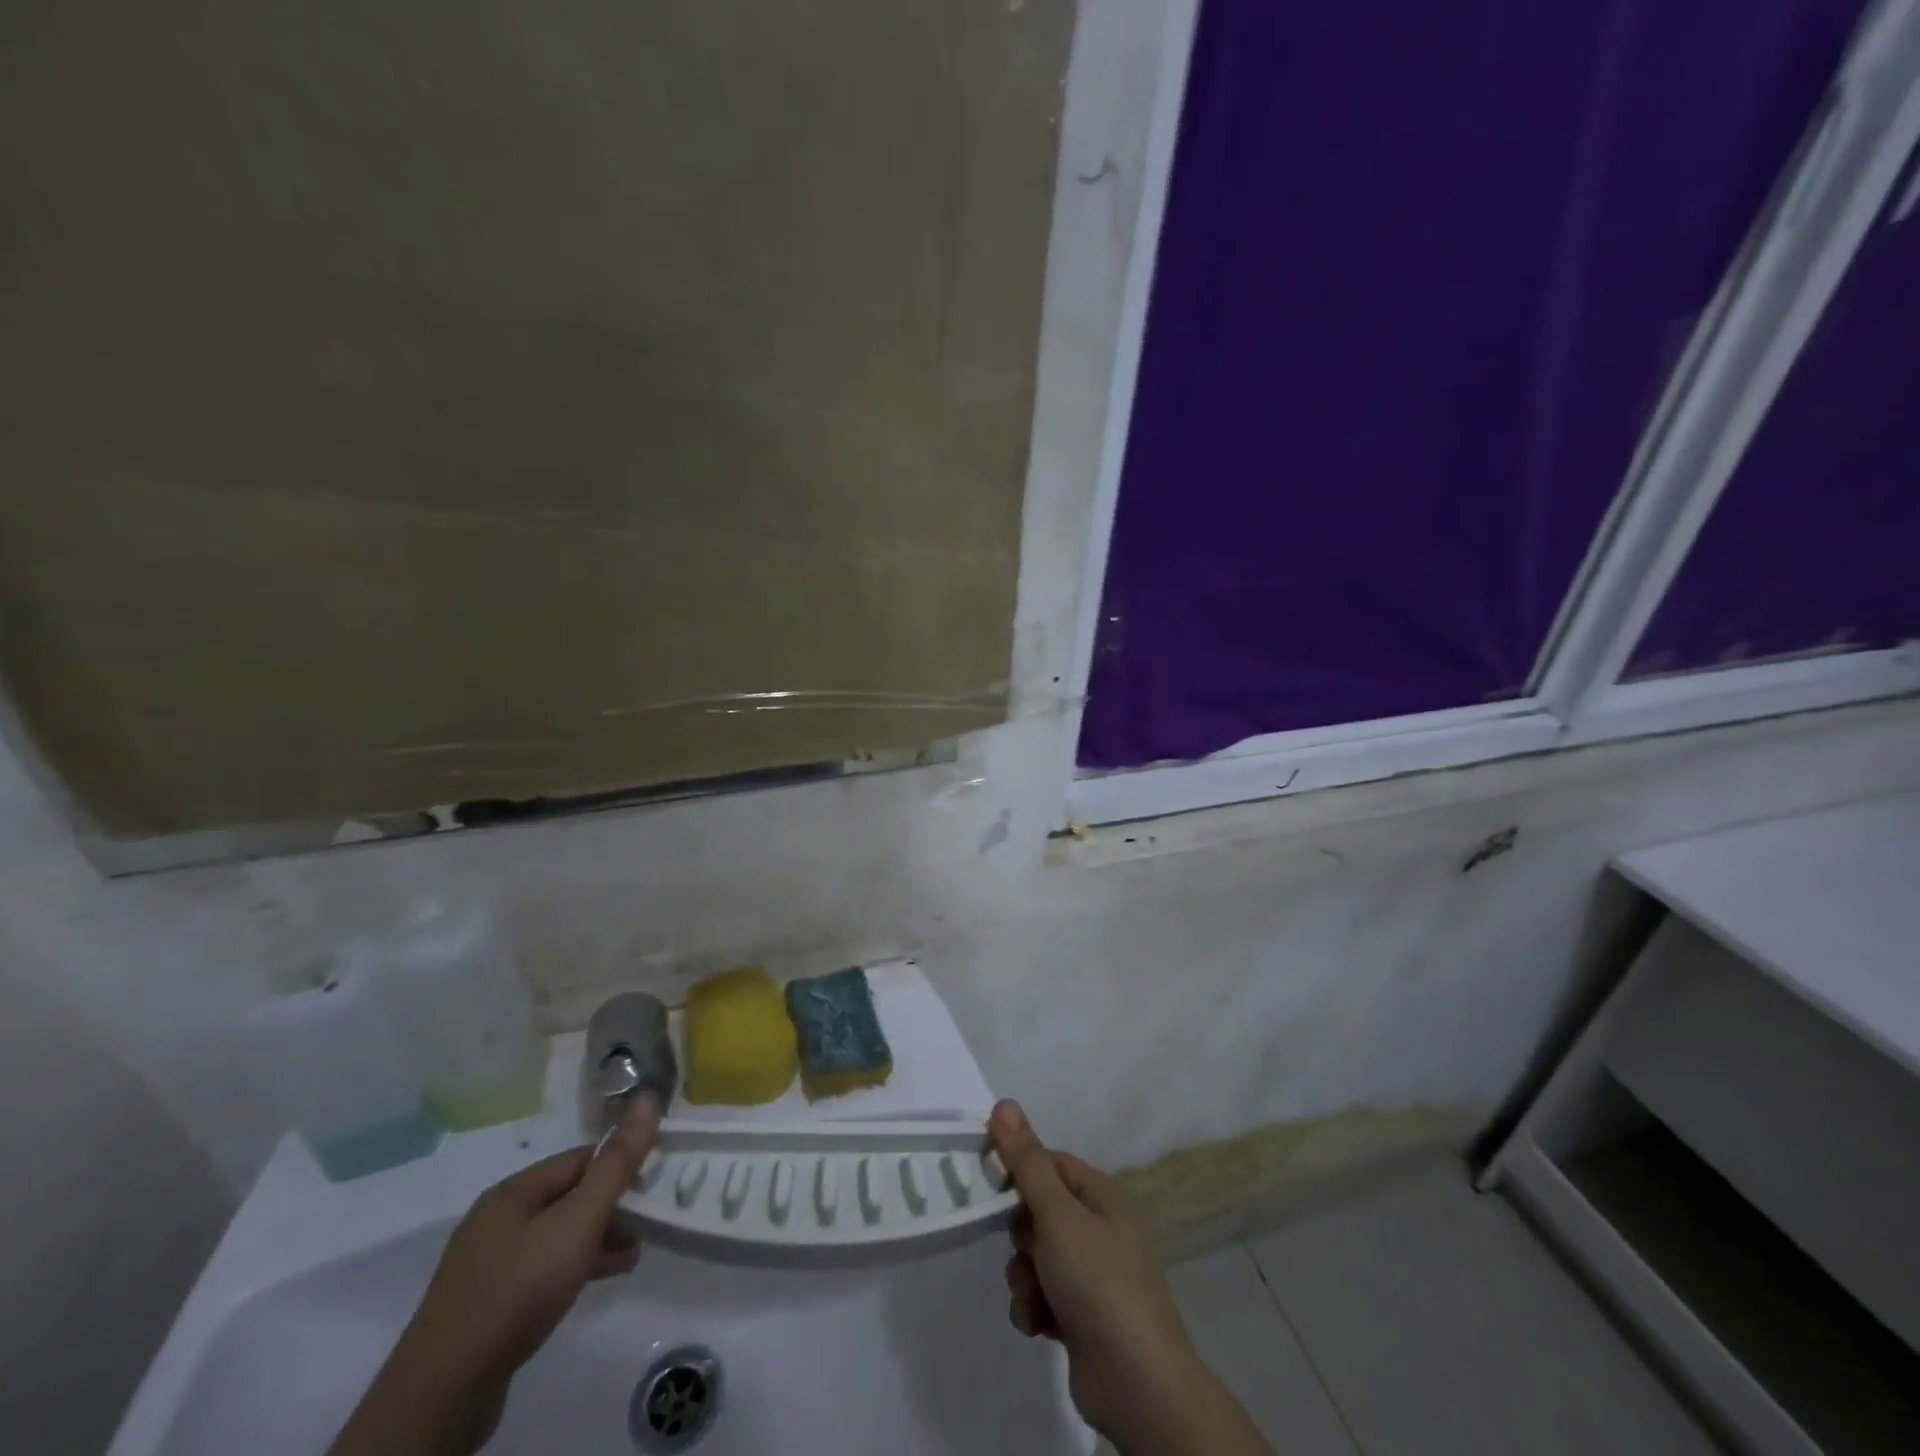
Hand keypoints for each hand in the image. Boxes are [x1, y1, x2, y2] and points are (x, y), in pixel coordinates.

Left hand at [408, 1093, 662, 1381]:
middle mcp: (497, 1217)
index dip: (621, 1165)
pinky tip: (597, 1281)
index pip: (582, 1158)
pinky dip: (574, 1267)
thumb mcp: (579, 1221)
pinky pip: (542, 1268)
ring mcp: (488, 1263)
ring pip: (558, 1235)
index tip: (654, 1185)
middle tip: (647, 1225)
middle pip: (570, 1195)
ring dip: (598, 1239)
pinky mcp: (487, 1303)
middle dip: (613, 1207)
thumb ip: (618, 1163)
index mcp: (514, 1190)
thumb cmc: (519, 1289)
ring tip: (632, 1256)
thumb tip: (648, 1097)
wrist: (442, 1394)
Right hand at [991, 1101, 1274, 1455]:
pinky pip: (1044, 1295)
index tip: (987, 1179)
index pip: (1051, 1163)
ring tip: (1034, 1295)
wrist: (1137, 1385)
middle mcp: (1103, 1229)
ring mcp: (1095, 1276)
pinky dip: (1035, 1307)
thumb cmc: (1098, 1282)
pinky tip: (1040, 1325)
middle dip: (1021, 1233)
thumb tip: (1004, 1103)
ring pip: (1037, 1256)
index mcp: (1105, 1196)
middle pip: (1041, 1211)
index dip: (1019, 1168)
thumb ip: (1026, 1161)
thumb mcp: (1057, 1214)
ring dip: (1024, 1275)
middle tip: (1022, 1248)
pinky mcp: (1084, 1317)